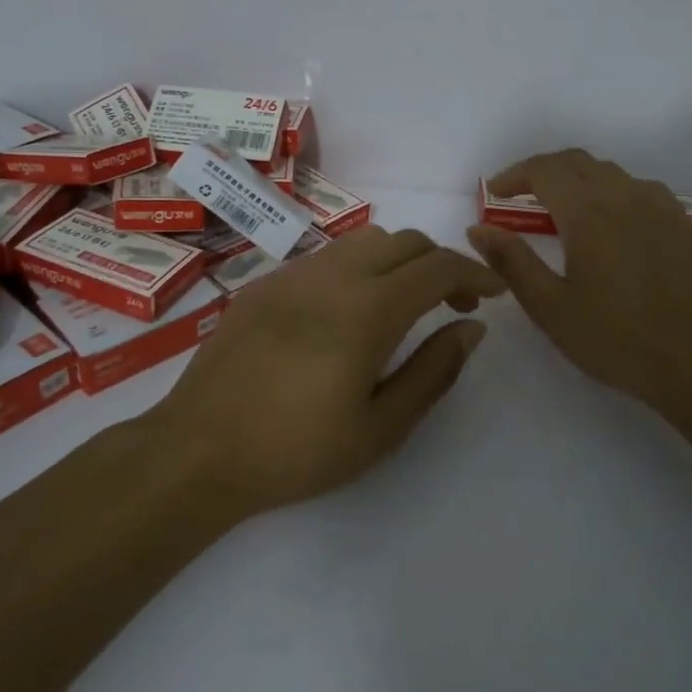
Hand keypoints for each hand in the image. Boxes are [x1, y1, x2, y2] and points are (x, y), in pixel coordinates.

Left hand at [156, 227, 505, 513]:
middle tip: (452, 304)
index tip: (493, 292)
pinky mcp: (264, 284)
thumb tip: (471, 327)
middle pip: (404, 241)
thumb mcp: (381, 427)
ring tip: (402, 303)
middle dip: (439, 263)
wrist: (198, 450)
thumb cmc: (297, 450)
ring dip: (398, 260)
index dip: (474, 273)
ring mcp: (293, 275)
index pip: (438, 267)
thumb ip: (434, 370)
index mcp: (367, 310)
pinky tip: (347, 312)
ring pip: (364, 241)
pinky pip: (326, 256)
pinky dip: (357, 268)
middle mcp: (333, 277)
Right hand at [466, 149, 691, 422]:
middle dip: (542, 171)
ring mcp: (659, 206)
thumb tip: (478, 229)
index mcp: (589, 212)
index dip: (514, 175)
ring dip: (578, 179)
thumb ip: (511, 262)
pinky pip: (639, 189)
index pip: (544, 170)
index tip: (495, 194)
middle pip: (576, 162)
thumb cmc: (615, 338)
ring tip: (562, 210)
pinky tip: (611, 223)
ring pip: (610, 172)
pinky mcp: (681, 223)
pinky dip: (612, 192)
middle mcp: (624, 196)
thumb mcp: (551, 307)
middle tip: (520, 197)